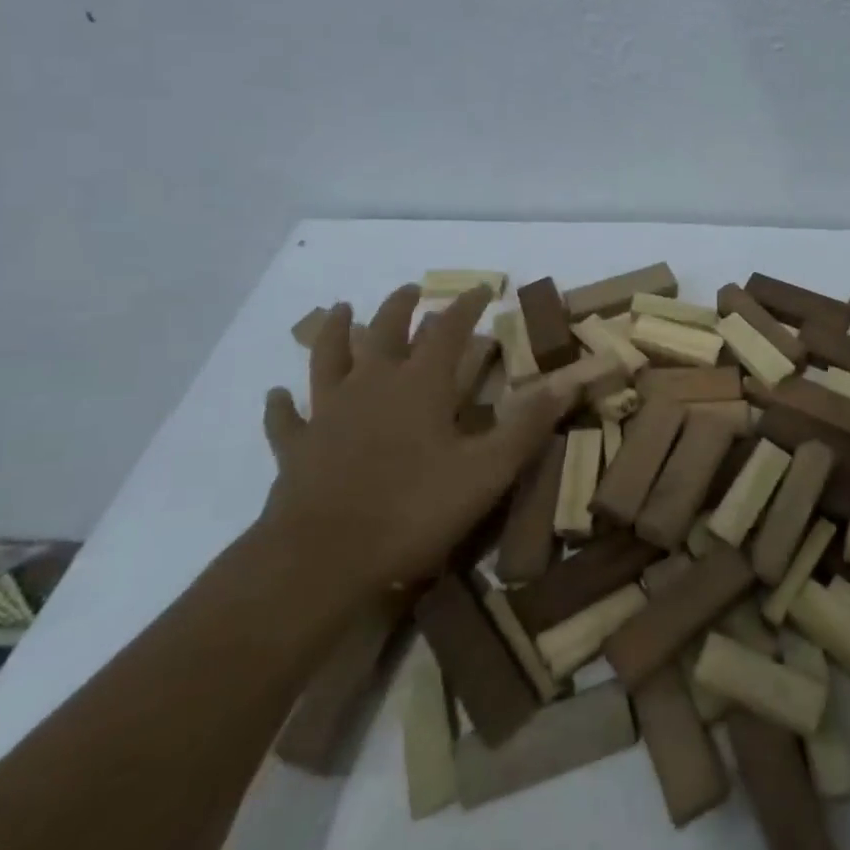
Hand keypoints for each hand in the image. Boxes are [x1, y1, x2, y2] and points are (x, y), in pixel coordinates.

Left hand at [258, 286, 566, 598]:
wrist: (321, 560)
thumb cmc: (413, 510)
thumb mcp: (487, 470)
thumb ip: (529, 423)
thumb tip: (571, 379)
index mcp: (420, 385)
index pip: (448, 330)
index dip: (466, 306)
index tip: (481, 288)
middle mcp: (372, 385)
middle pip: (385, 331)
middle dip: (402, 307)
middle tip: (411, 291)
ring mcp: (328, 414)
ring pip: (328, 359)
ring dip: (335, 332)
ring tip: (340, 310)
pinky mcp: (297, 448)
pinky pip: (286, 418)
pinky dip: (283, 404)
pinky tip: (278, 395)